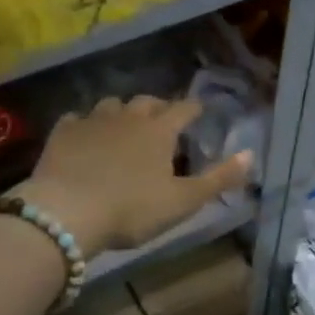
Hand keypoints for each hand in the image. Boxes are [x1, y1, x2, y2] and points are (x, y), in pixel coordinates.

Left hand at [16, 96, 252, 257]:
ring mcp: (92, 121)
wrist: (66, 212)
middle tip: (162, 121)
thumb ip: (219, 178)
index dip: (194, 109)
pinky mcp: (63, 132)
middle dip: (158, 107)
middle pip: (147, 102)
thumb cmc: (131, 209)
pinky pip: (77, 118)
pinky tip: (84, 135)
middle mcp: (128, 116)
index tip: (199, 111)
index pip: (184, 109)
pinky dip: (85, 124)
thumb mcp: (183, 201)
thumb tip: (250, 154)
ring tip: (123, 126)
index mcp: (159, 130)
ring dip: (122, 112)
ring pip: (112, 104)